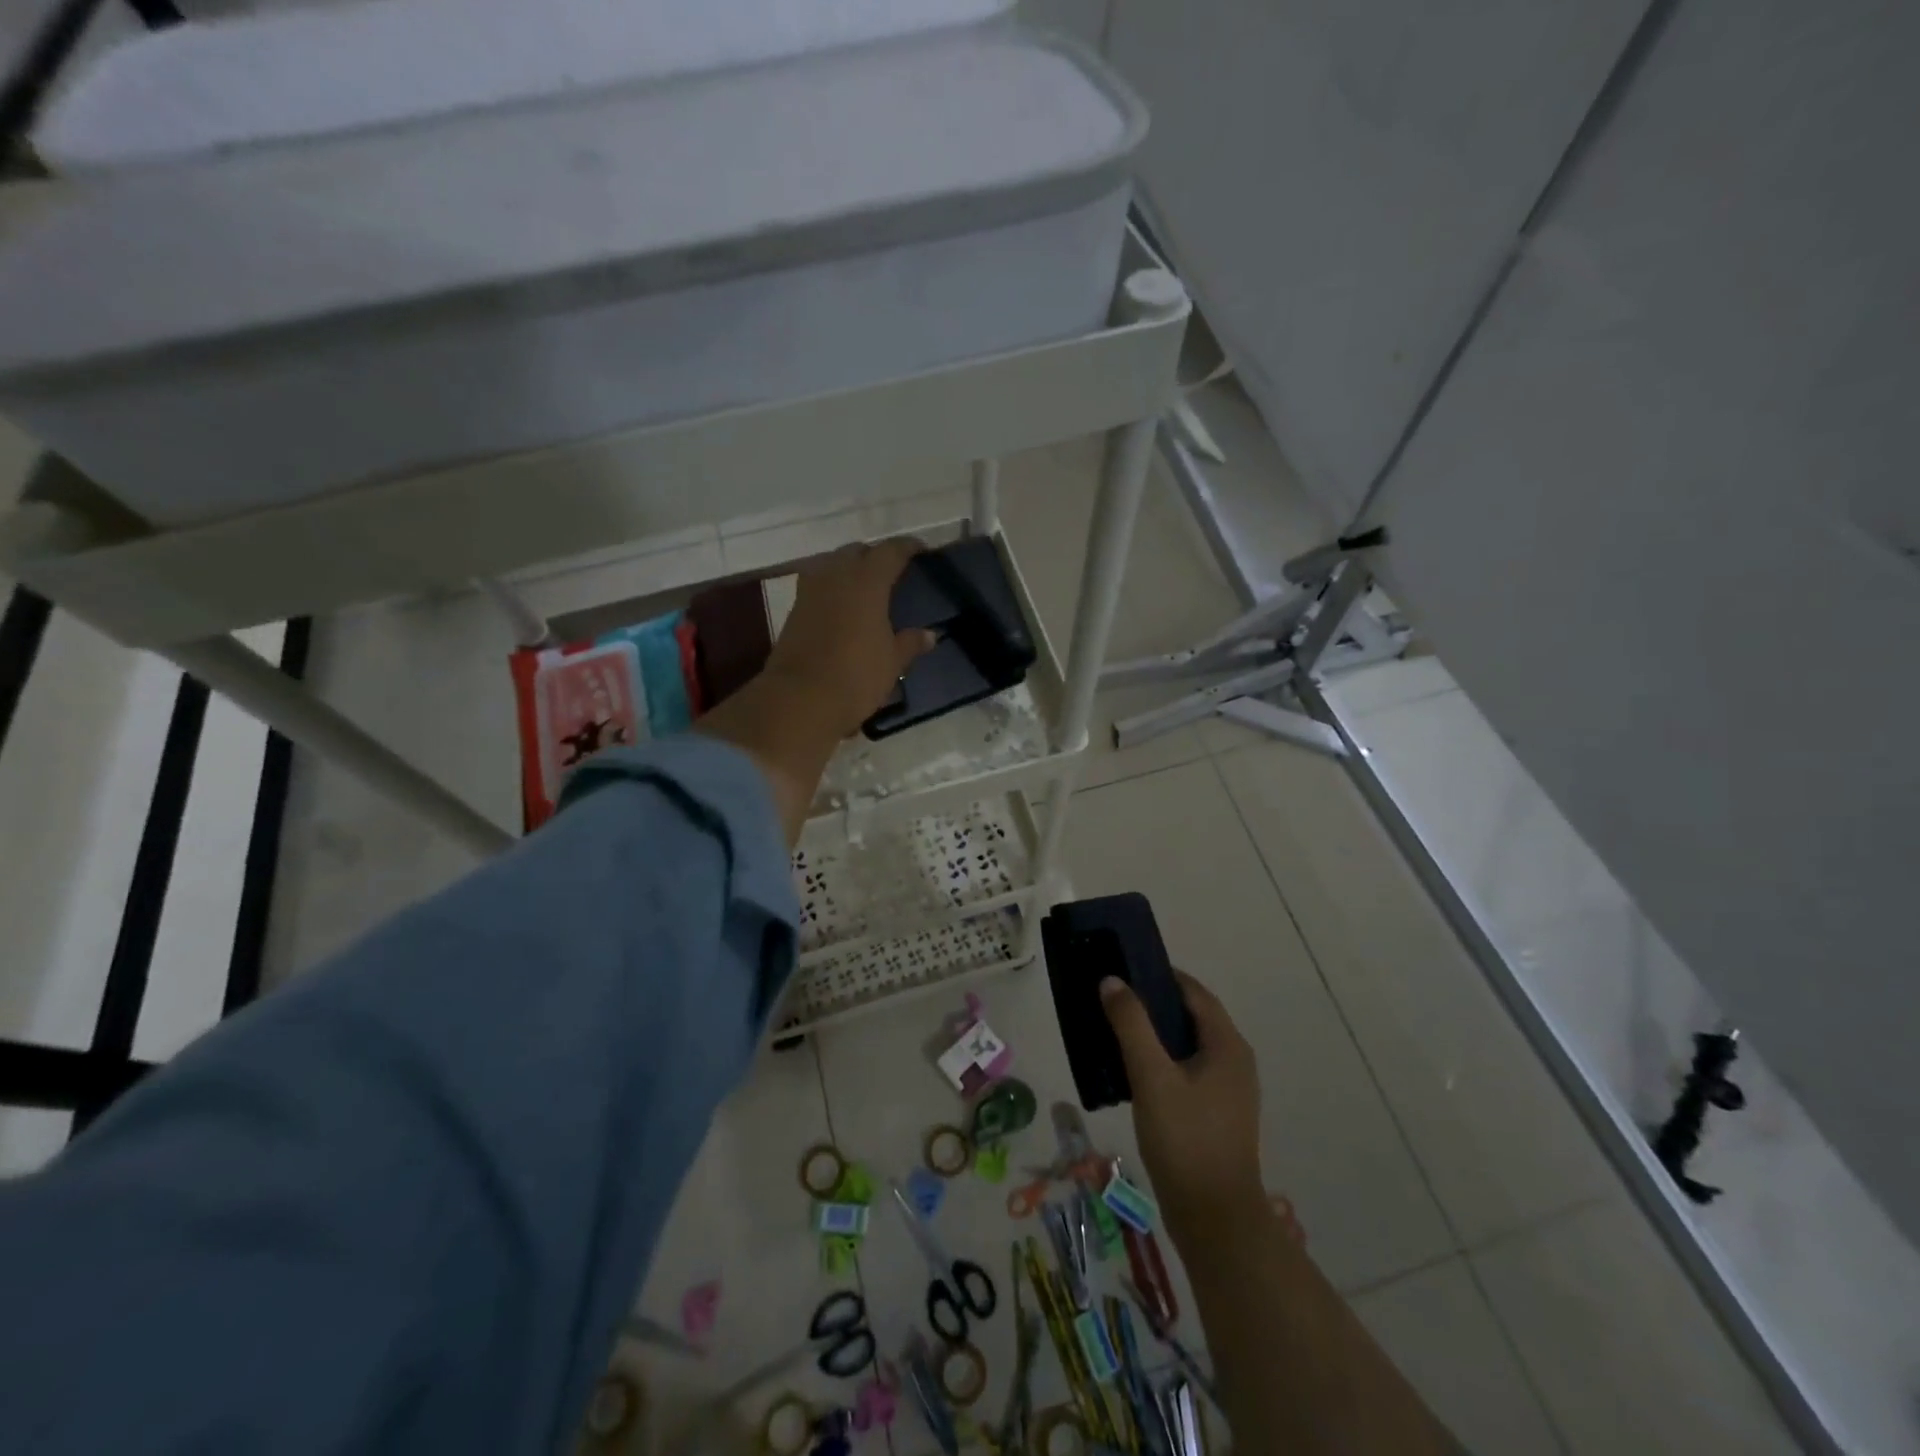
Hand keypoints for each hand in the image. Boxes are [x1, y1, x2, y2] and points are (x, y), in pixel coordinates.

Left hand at [761, 538, 937, 738]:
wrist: (800, 698)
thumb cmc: (856, 676)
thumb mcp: (892, 662)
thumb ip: (910, 643)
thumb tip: (929, 634)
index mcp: (867, 581)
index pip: (890, 552)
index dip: (907, 548)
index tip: (920, 551)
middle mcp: (837, 576)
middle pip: (856, 552)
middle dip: (874, 556)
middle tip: (891, 572)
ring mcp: (810, 591)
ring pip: (831, 564)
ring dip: (848, 568)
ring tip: (863, 586)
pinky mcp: (794, 610)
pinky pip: (817, 585)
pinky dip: (831, 588)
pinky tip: (841, 606)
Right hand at [1102, 971, 1264, 1237]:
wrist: (1215, 1222)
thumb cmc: (1186, 1141)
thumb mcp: (1152, 1077)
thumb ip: (1131, 1025)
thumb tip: (1112, 980)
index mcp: (1227, 1046)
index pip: (1193, 992)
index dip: (1160, 974)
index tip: (1123, 966)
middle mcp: (1233, 1062)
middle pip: (1190, 1016)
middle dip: (1152, 1002)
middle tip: (1111, 996)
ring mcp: (1227, 1091)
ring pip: (1186, 1046)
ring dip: (1153, 1033)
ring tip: (1113, 1028)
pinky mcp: (1215, 1115)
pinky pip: (1185, 1071)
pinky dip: (1159, 1060)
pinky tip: (1129, 1070)